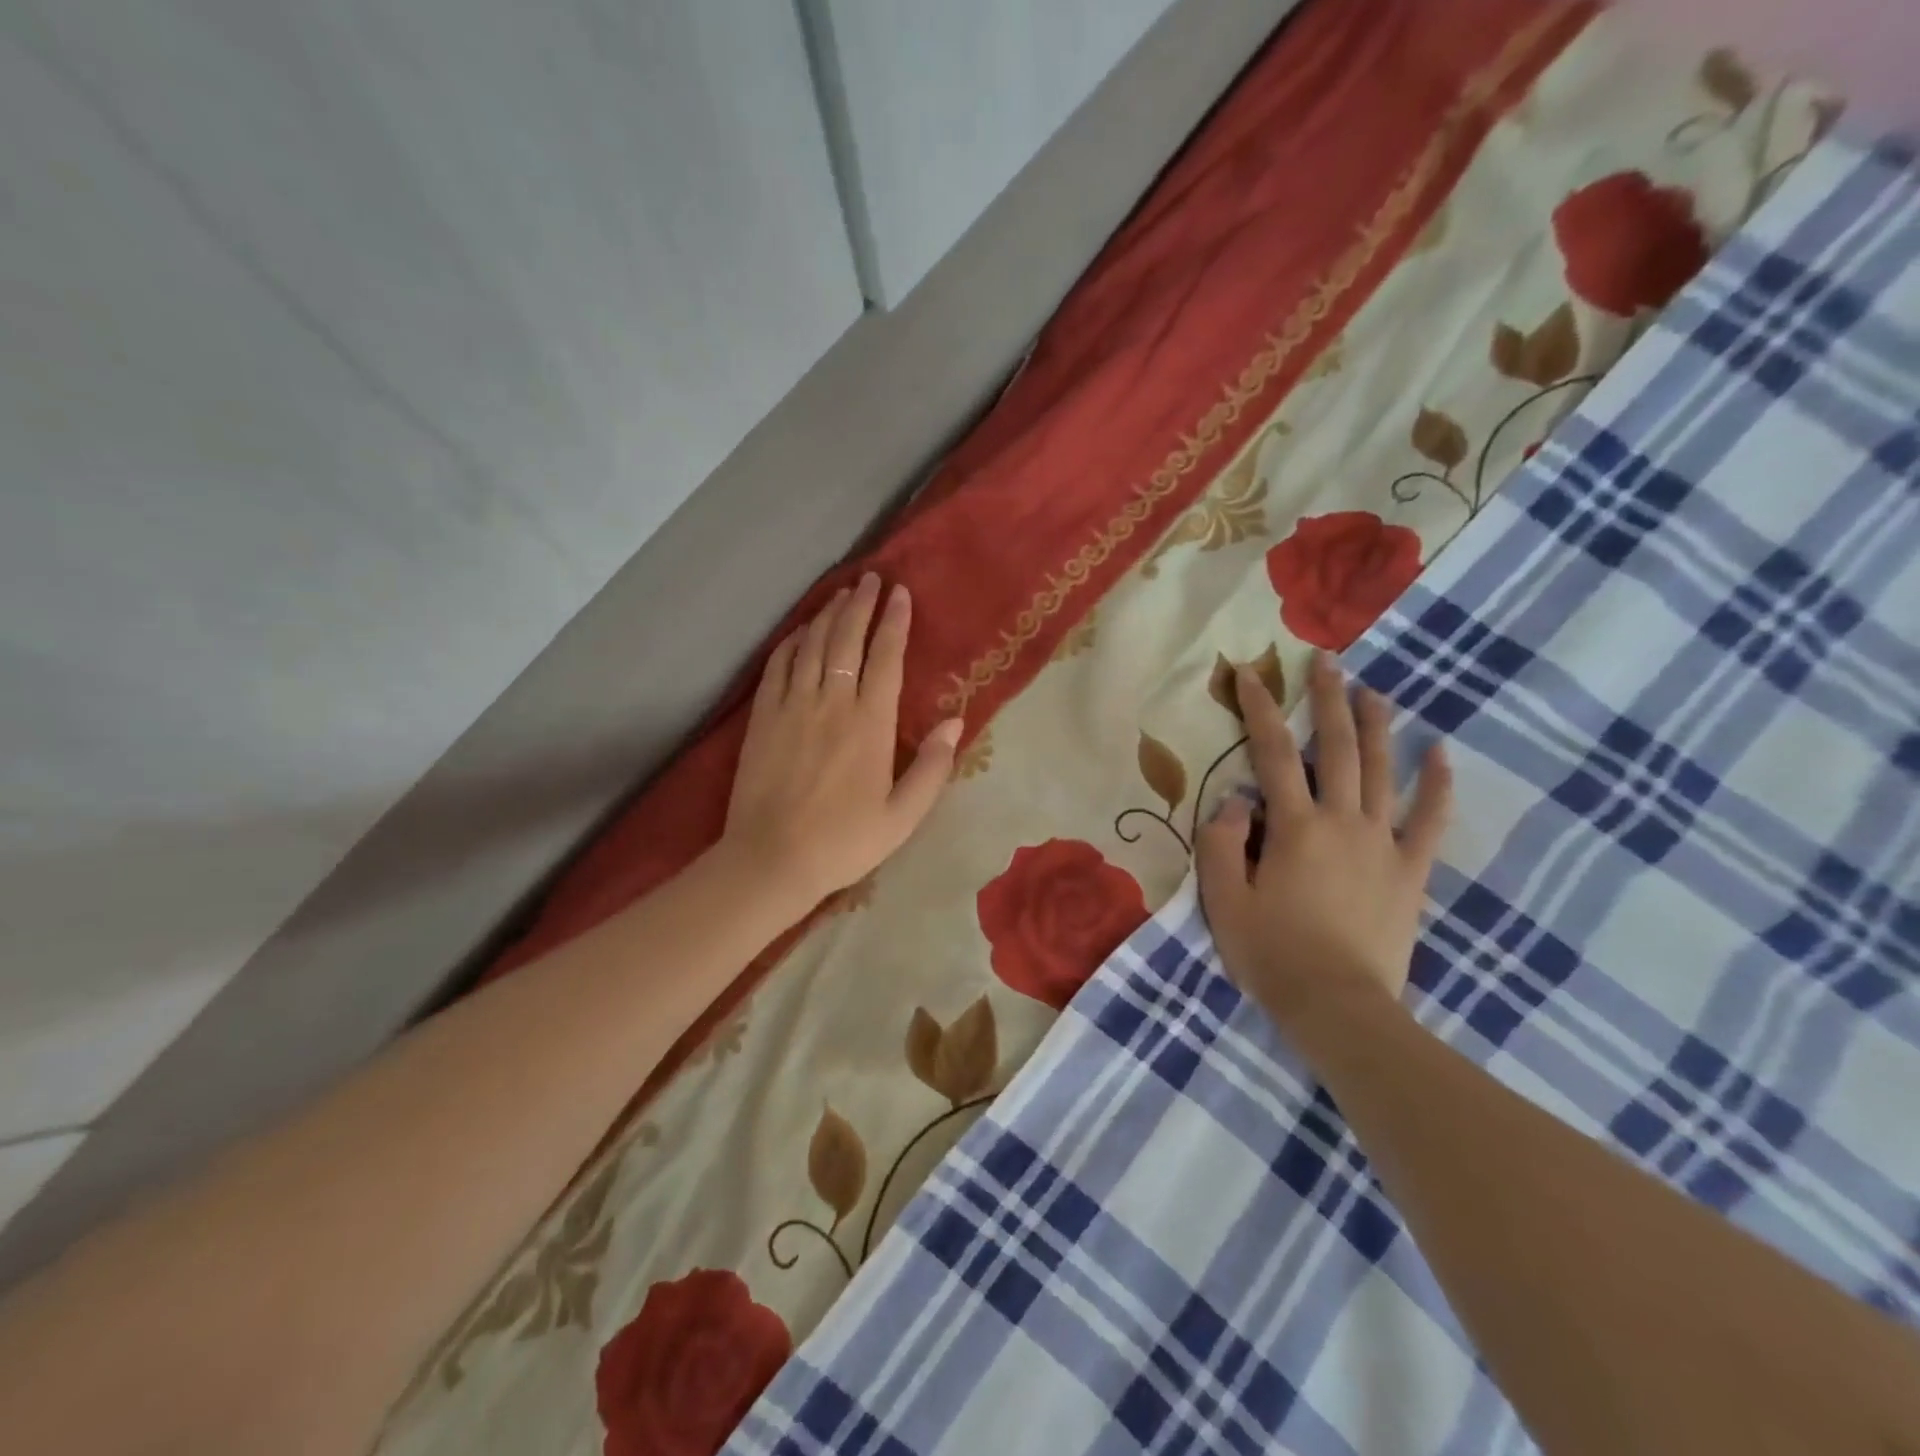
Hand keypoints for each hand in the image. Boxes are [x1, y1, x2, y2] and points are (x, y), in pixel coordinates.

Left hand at [721, 573, 961, 905]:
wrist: (771, 858)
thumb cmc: (845, 842)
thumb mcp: (902, 816)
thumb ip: (931, 767)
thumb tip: (955, 723)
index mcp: (870, 724)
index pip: (886, 658)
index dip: (895, 622)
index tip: (900, 593)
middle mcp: (831, 703)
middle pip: (847, 639)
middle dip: (861, 604)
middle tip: (870, 578)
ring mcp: (792, 705)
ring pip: (812, 645)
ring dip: (828, 614)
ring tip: (842, 593)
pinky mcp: (763, 716)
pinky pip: (778, 665)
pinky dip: (792, 641)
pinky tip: (801, 630)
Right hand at [1196, 651, 1451, 1032]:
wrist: (1338, 1007)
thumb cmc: (1271, 953)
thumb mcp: (1222, 899)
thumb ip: (1221, 842)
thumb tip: (1237, 799)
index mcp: (1293, 827)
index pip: (1273, 752)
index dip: (1260, 708)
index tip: (1250, 673)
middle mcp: (1342, 821)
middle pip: (1337, 748)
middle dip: (1329, 700)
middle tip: (1327, 661)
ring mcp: (1383, 844)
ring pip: (1384, 771)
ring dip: (1378, 726)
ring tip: (1373, 691)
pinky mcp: (1410, 871)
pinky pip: (1429, 820)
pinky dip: (1437, 783)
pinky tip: (1440, 751)